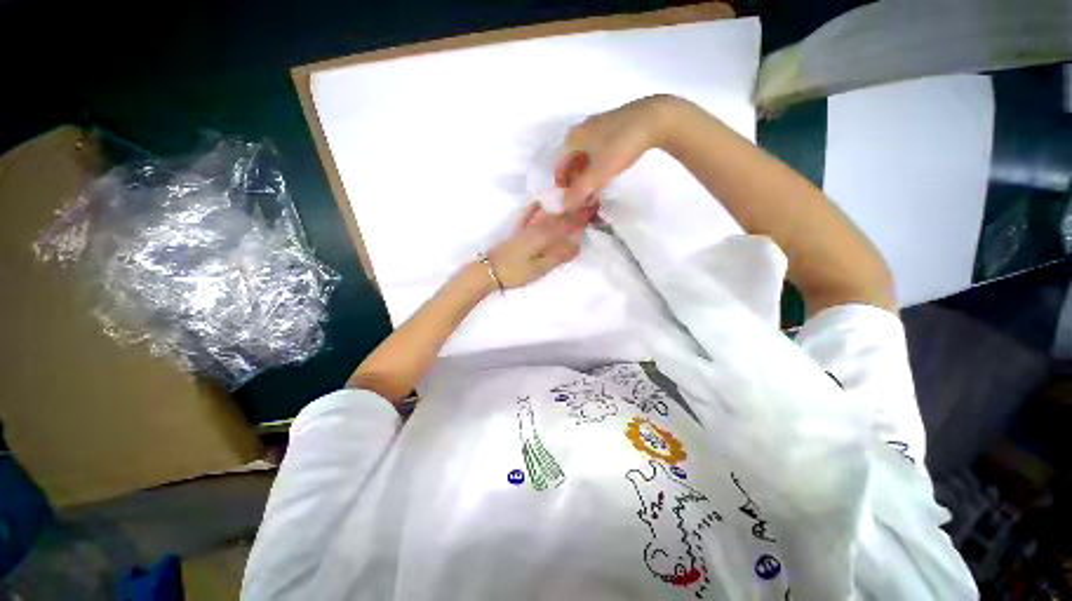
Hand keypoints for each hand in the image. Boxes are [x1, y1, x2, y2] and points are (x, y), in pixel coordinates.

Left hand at [486, 202, 591, 288]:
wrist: (489, 271)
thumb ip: (559, 255)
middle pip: (558, 216)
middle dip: (573, 209)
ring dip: (559, 208)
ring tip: (571, 203)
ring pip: (546, 214)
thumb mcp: (540, 267)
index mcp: (543, 235)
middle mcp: (535, 226)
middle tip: (587, 203)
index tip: (594, 208)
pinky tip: (538, 203)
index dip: (580, 217)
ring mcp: (525, 227)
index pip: (566, 223)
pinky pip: (528, 216)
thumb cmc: (516, 272)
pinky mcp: (517, 231)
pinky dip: (535, 209)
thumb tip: (578, 243)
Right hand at [555, 94, 682, 209]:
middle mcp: (581, 131)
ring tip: (595, 191)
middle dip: (575, 182)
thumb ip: (579, 192)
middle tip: (584, 199)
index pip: (558, 167)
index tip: (571, 201)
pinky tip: (607, 175)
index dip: (562, 186)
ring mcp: (597, 127)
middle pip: (571, 162)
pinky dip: (597, 166)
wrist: (655, 119)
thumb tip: (564, 207)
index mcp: (572, 139)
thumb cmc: (620, 146)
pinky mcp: (613, 127)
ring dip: (586, 176)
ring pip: (585, 157)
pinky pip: (597, 152)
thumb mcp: (598, 173)